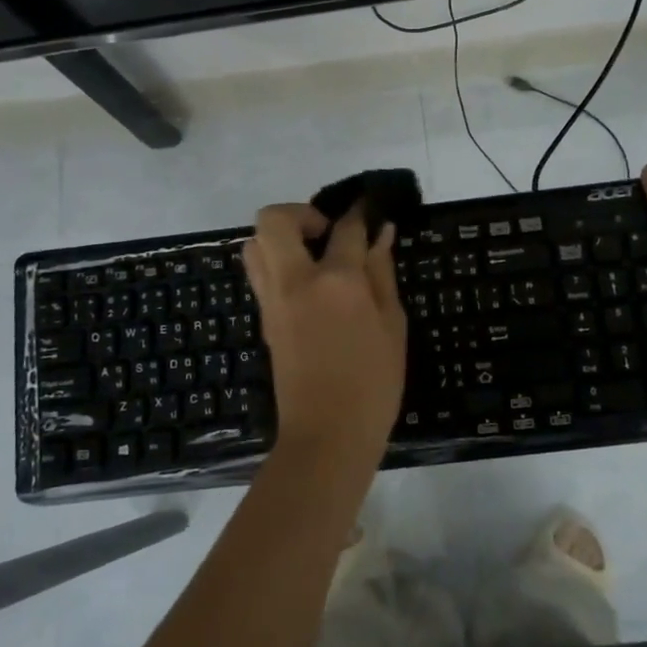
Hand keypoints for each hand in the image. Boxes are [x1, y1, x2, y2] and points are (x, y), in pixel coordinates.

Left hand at [241, 202, 406, 460]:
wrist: (327, 435)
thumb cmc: (373, 384)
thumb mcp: (392, 326)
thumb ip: (382, 273)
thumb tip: (381, 234)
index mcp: (336, 282)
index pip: (344, 228)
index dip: (359, 214)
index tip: (369, 210)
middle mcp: (295, 281)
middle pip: (274, 220)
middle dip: (301, 213)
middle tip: (327, 234)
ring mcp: (272, 300)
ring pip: (255, 245)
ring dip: (281, 238)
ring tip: (313, 259)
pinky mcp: (264, 319)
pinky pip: (260, 273)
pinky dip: (277, 264)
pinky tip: (309, 286)